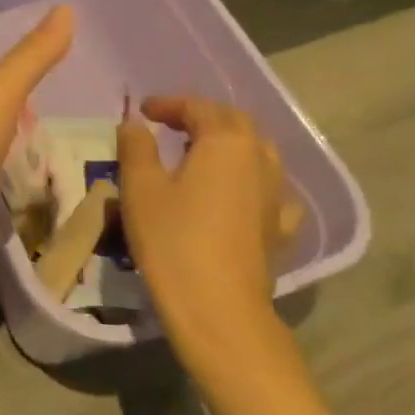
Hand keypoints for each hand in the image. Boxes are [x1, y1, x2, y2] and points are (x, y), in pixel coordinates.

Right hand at [117, 96, 296, 345]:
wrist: (219, 309)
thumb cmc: (173, 240)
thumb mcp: (140, 187)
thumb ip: (137, 146)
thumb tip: (135, 123)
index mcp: (225, 141)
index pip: (198, 107)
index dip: (169, 104)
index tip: (143, 111)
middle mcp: (258, 159)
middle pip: (232, 123)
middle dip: (201, 117)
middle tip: (170, 125)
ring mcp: (275, 194)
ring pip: (255, 152)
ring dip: (227, 144)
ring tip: (200, 153)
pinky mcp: (280, 228)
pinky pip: (268, 189)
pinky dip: (250, 180)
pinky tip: (238, 194)